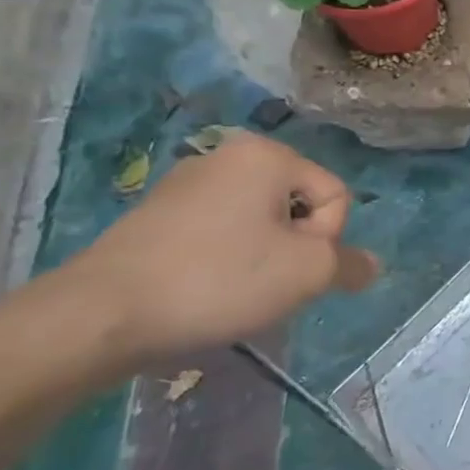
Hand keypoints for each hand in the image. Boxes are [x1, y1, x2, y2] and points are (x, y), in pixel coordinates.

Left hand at [64, 130, 378, 367]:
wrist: (98, 315)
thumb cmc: (218, 280)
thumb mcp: (306, 274)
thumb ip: (348, 265)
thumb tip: (370, 266)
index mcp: (268, 155)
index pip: (335, 197)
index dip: (326, 241)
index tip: (290, 271)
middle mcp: (228, 155)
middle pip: (298, 207)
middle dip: (294, 249)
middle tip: (267, 285)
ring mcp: (186, 183)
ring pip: (260, 223)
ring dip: (262, 258)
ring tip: (233, 292)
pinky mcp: (156, 215)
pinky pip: (220, 233)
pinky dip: (225, 261)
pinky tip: (204, 291)